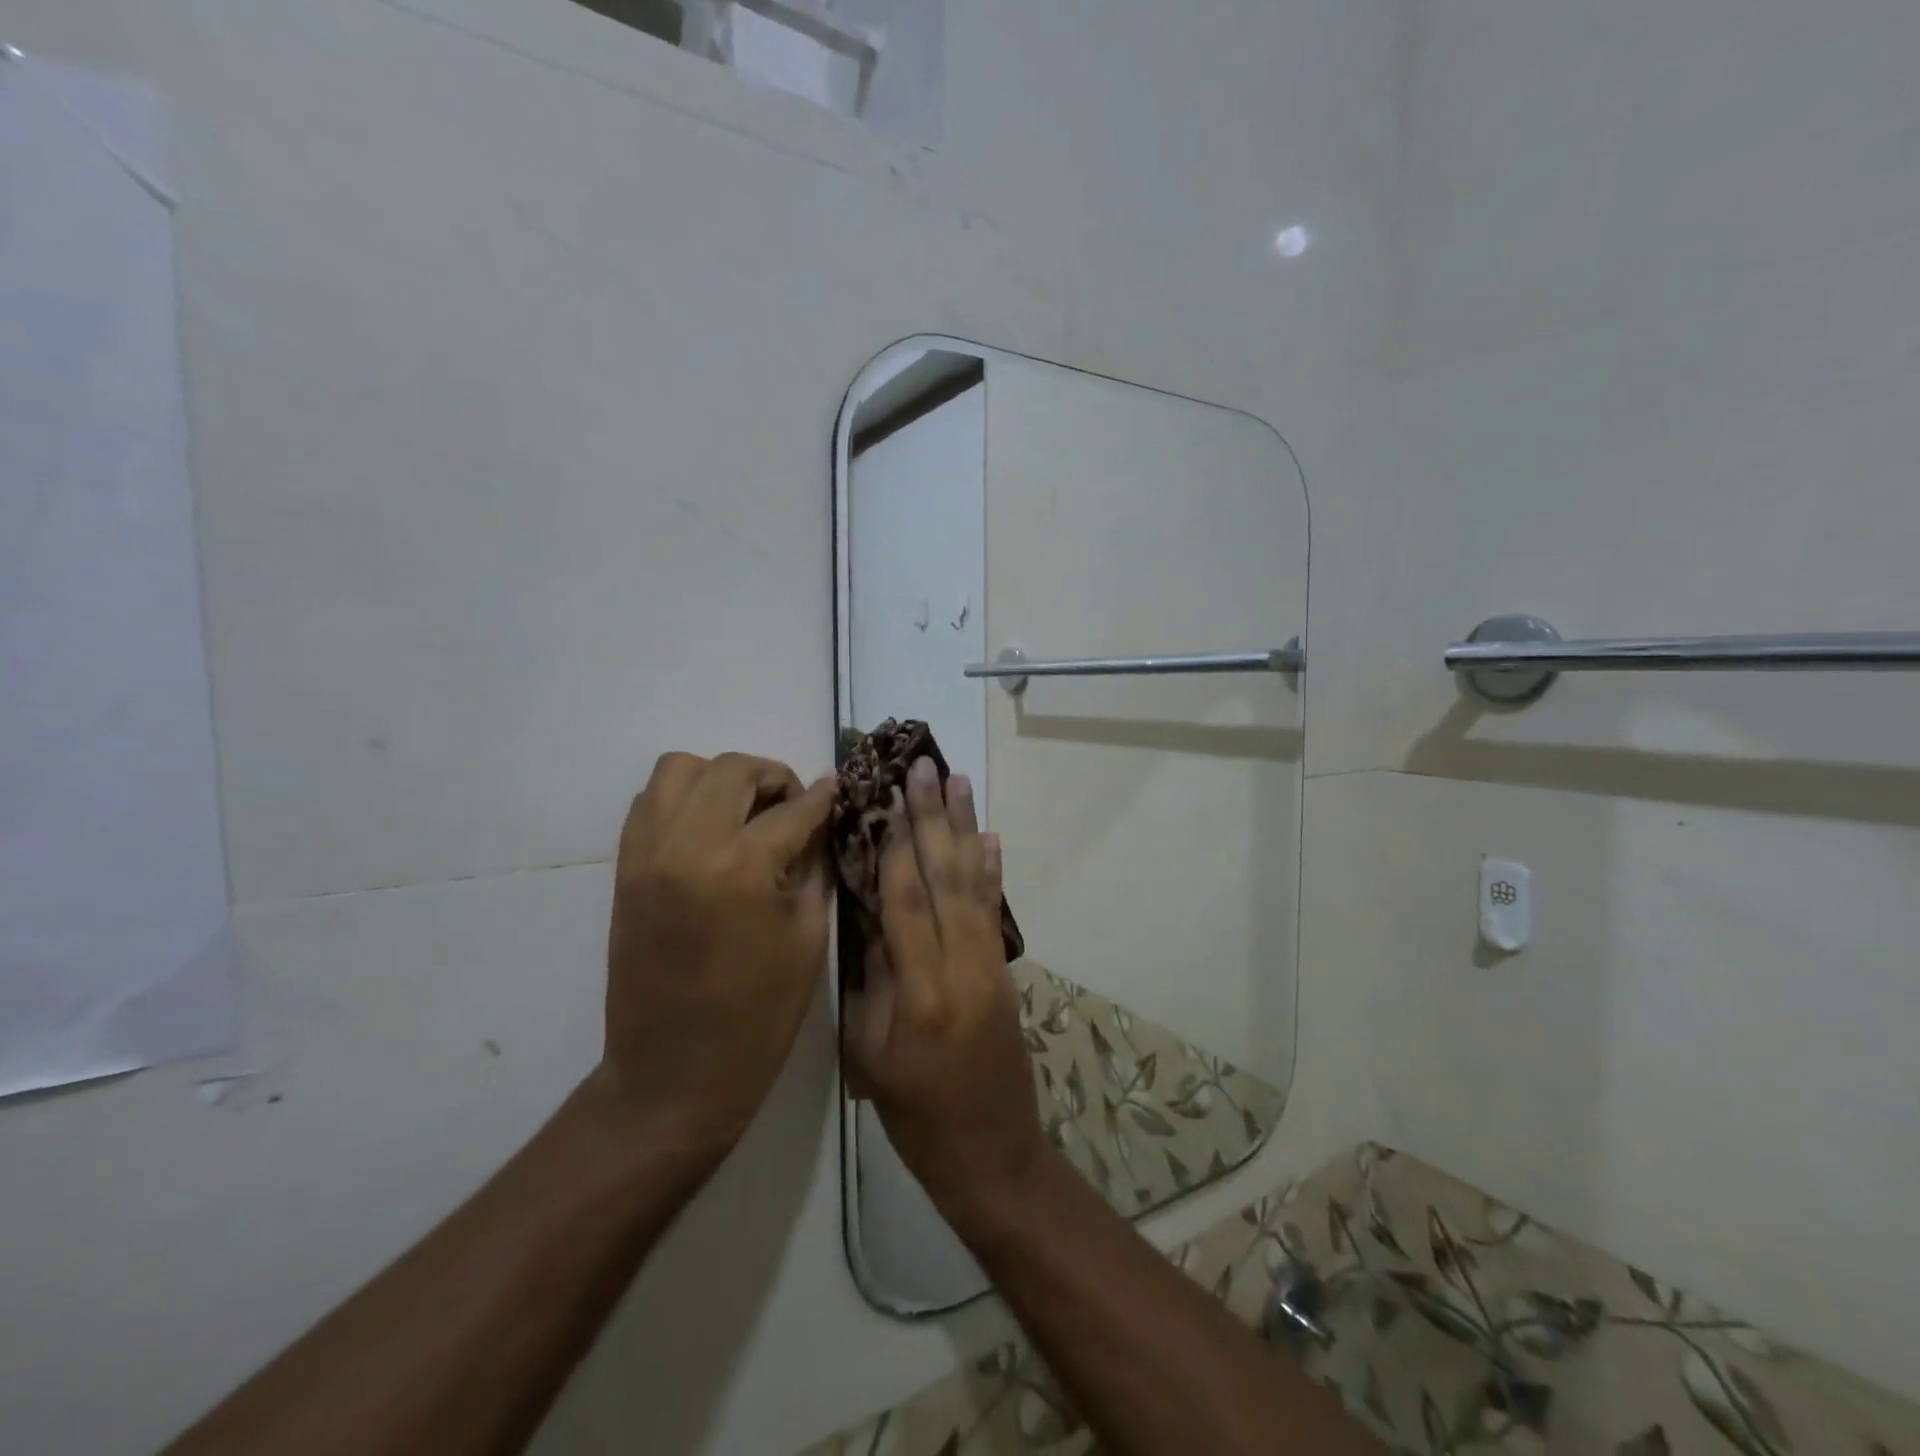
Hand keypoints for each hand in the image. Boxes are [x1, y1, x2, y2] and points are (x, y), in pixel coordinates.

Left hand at [598, 751, 835, 1160]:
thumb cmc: (759, 1014)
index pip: (793, 808)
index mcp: (743, 868)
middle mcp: (688, 845)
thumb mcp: (808, 936)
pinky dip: (684, 798)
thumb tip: (821, 820)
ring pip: (680, 769)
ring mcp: (648, 853)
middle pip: (733, 768)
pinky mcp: (625, 868)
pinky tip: (711, 829)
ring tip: (746, 811)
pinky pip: (650, 802)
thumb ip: (815, 865)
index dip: (823, 798)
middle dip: (773, 777)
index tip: (839, 790)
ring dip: (721, 777)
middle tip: (793, 807)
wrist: (674, 1073)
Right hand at [843, 757, 1048, 1233]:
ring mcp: (990, 966)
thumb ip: (872, 979)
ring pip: (973, 884)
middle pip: (943, 878)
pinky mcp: (1004, 971)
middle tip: (925, 768)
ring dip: (964, 829)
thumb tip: (870, 915)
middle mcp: (961, 966)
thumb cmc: (916, 1115)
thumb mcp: (871, 1054)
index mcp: (920, 992)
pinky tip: (989, 839)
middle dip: (932, 820)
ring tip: (959, 783)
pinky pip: (995, 911)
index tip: (886, 797)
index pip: (904, 902)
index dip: (894, 847)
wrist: (991, 1153)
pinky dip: (992, 871)